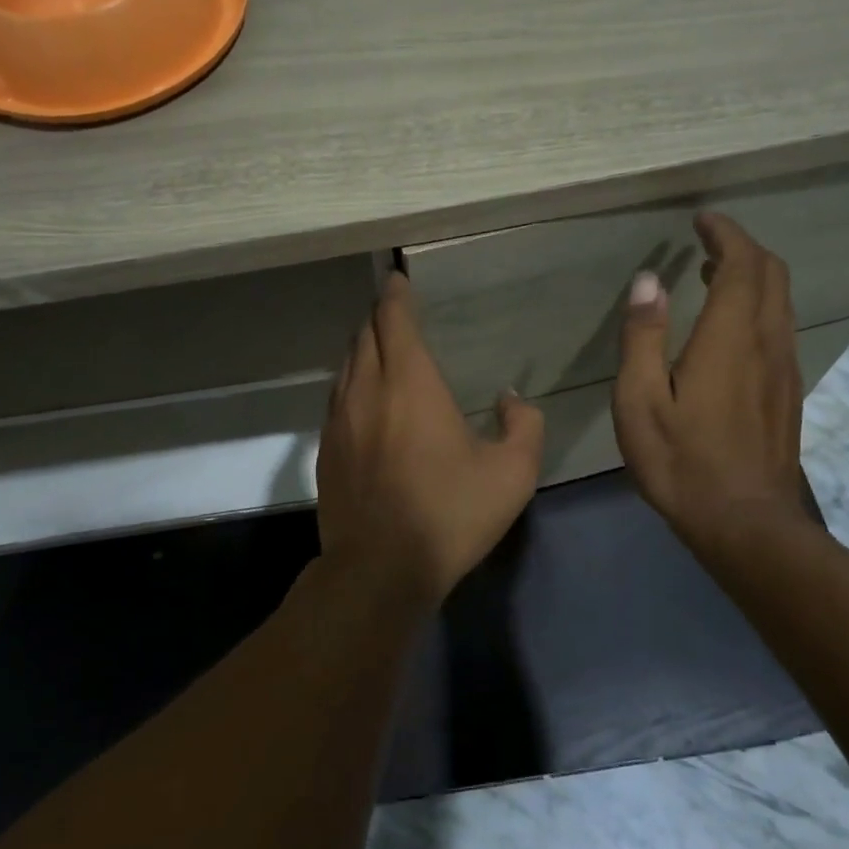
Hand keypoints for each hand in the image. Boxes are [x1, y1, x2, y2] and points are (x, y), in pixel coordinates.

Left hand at [317, 272, 544, 607]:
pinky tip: (365, 399)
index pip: (395, 320)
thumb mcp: (512, 473)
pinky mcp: (326, 449)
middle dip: (380, 318)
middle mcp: (367, 389)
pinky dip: (352, 382)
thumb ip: (523, 424)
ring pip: (347, 365)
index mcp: (410, 383)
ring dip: (364, 349)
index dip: (395, 295)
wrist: (379, 569)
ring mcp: (339, 419)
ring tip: (381, 349)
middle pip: (366, 335)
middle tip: (396, 313)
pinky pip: (337, 397)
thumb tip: (509, 398)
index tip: (397, 279)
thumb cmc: (450, 514)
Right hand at [612, 212, 809, 556]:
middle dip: (742, 248)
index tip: (702, 220)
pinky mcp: (788, 391)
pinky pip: (780, 327)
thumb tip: (648, 280)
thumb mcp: (640, 401)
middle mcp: (767, 342)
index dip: (725, 234)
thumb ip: (643, 336)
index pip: (742, 264)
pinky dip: (757, 305)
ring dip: (752, 276)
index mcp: (730, 338)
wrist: (745, 523)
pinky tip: (728, 327)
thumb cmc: (681, 461)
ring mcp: (784, 368)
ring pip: (780, 301)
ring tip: (711, 274)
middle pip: (771, 274)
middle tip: (706, 241)